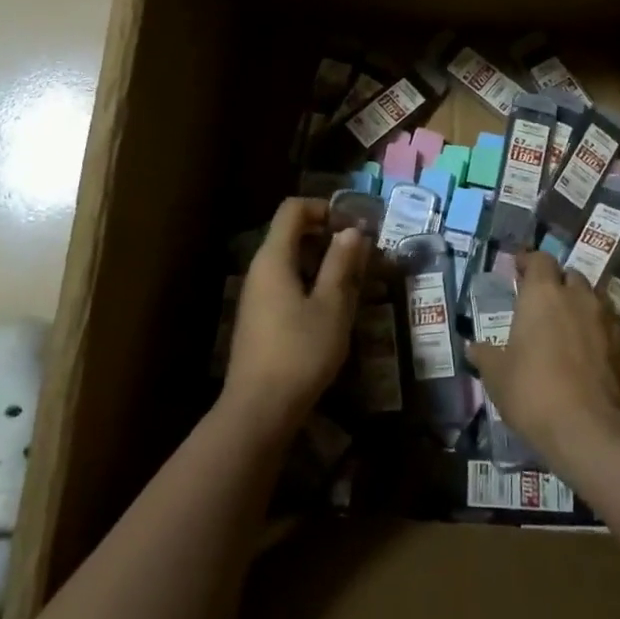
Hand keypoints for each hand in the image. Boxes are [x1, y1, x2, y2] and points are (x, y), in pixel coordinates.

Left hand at [221, 197, 364, 442]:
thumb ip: (342, 264)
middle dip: (328, 236)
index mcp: (274, 258)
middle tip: (362, 254)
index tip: (354, 225)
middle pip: (292, 233)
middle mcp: (260, 269)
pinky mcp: (260, 319)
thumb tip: (352, 230)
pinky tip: (333, 308)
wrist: (258, 410)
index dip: (323, 207)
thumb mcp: (332, 306)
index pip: (293, 209)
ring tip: (355, 281)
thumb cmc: (300, 352)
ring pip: (291, 261)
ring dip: (323, 262)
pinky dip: (311, 283)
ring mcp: (257, 295)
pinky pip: (286, 284)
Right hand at [470, 251, 619, 475]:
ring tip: (568, 327)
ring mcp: (608, 319)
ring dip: (581, 306)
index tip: (518, 271)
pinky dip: (599, 332)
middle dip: (557, 284)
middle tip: (543, 304)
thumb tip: (474, 348)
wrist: (591, 431)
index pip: (539, 259)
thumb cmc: (533, 392)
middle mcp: (578, 296)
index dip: (529, 263)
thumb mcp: (497, 376)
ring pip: (593, 299)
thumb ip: (486, 355)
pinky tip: (591, 353)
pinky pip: (611, 327)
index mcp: (542, 293)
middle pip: (570, 276)